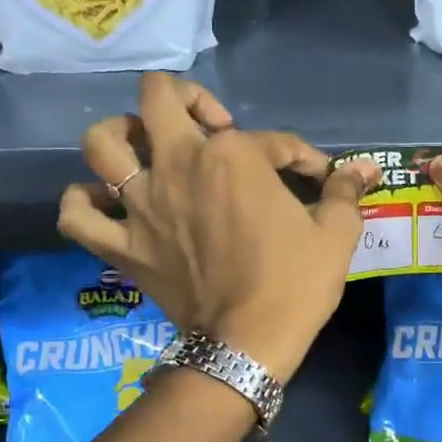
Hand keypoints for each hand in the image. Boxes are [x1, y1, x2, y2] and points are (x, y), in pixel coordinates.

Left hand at [58, 74, 378, 382]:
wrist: (249, 344)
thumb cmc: (296, 284)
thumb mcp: (336, 235)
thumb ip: (345, 192)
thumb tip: (365, 168)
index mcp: (233, 156)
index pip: (271, 139)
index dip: (300, 155)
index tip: (316, 177)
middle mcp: (178, 165)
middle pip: (157, 98)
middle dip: (185, 98)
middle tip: (209, 125)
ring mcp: (141, 205)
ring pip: (101, 143)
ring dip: (121, 135)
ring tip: (145, 149)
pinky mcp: (122, 246)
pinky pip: (76, 215)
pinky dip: (83, 204)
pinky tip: (105, 204)